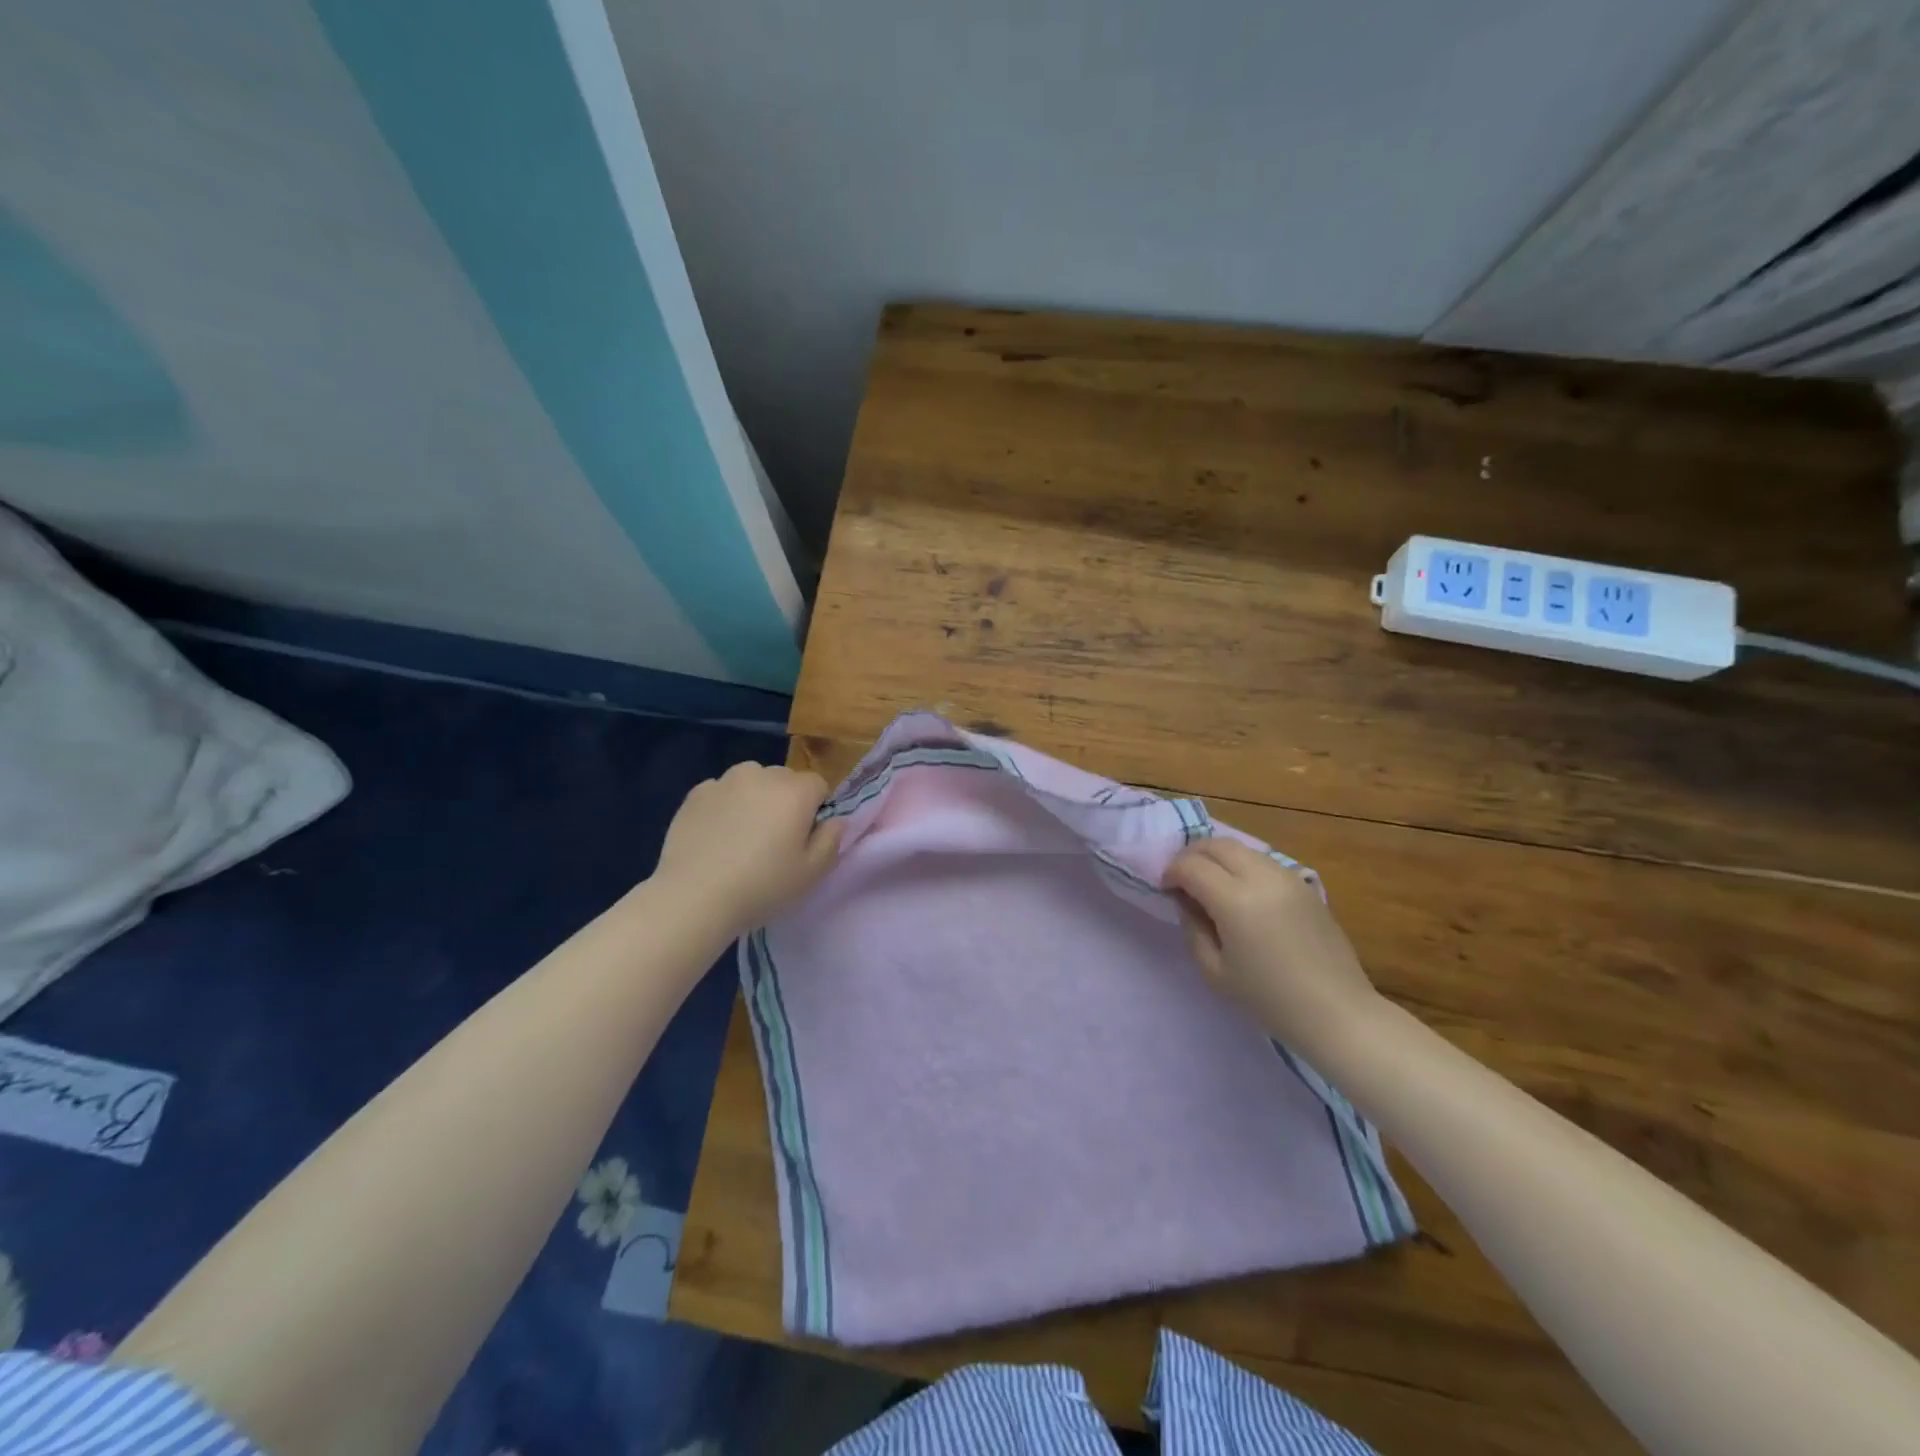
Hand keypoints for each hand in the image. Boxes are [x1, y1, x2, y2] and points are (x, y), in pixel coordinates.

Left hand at [654, 764, 842, 934]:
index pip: (819, 785)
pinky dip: (724, 806)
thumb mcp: (811, 873)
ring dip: (754, 798)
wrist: (694, 897)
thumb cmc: (762, 886)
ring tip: (742, 835)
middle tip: (774, 840)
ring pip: (751, 781)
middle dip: (785, 801)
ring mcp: (725, 780)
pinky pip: (721, 792)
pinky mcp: (696, 793)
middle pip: (784, 780)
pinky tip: (716, 836)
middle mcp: (762, 775)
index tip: (803, 838)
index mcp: (796, 791)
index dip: (815, 810)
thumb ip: (832, 840)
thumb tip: (836, 820)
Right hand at [1163, 837, 1380, 1045]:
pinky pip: (1263, 861)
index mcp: (1236, 900)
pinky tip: (1241, 892)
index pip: (1191, 866)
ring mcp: (1288, 877)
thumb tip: (1186, 901)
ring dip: (1218, 857)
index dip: (1171, 872)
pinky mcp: (1305, 885)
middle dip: (1192, 855)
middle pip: (1216, 845)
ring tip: (1210, 883)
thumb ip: (1193, 928)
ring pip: (1242, 848)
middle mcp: (1262, 878)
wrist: (1337, 1013)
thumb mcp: (1214, 971)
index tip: (1165, 889)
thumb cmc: (1269, 1000)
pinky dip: (1242, 865)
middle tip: (1182, 879)